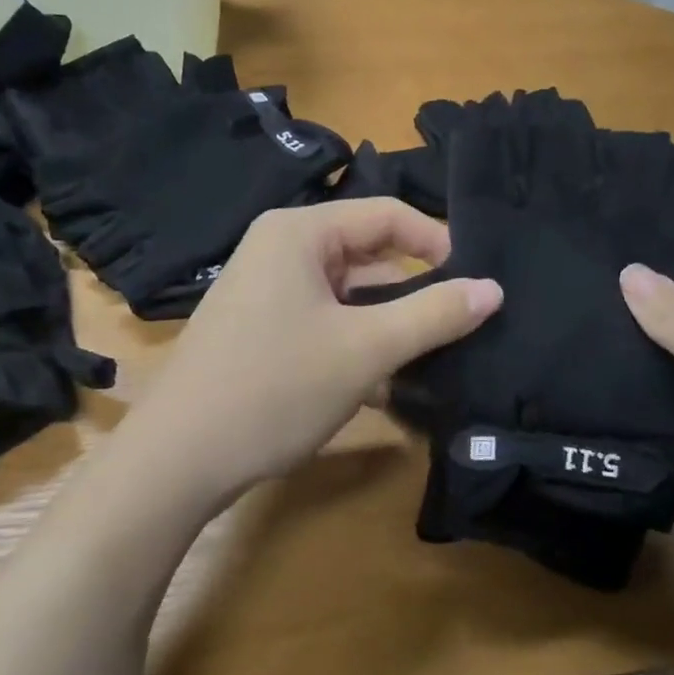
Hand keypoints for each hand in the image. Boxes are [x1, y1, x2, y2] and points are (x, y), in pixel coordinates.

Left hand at [123, 200, 501, 504]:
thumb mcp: (365, 350)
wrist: (179, 459)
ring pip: (348, 297)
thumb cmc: (275, 388)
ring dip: (388, 327)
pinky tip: (383, 388)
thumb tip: (494, 289)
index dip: (438, 243)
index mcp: (300, 233)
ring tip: (433, 361)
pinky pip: (324, 324)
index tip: (478, 283)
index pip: (388, 215)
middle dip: (414, 292)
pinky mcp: (260, 332)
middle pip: (368, 256)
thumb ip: (434, 315)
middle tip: (463, 326)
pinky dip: (356, 347)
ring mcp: (265, 294)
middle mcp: (279, 251)